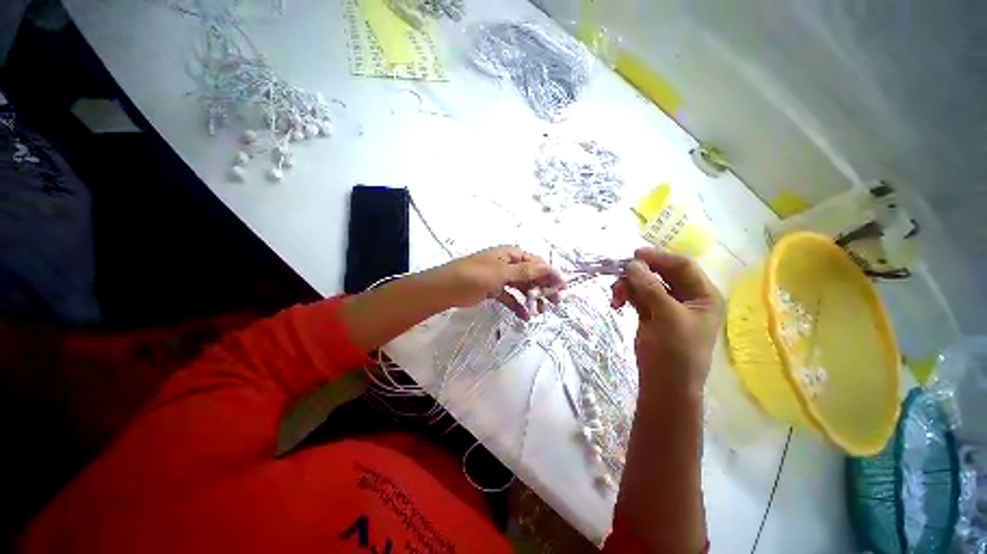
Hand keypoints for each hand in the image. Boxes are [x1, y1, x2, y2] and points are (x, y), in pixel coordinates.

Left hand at [425, 246, 564, 319]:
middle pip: (530, 275)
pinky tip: (524, 316)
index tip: (562, 288)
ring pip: (521, 287)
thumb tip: (549, 267)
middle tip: (554, 304)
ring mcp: (500, 277)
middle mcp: (507, 264)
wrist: (444, 289)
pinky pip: (509, 297)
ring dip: (531, 298)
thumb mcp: (501, 273)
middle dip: (542, 288)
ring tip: (539, 312)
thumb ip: (525, 271)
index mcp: (510, 254)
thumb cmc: (473, 276)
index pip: (536, 262)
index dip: (550, 274)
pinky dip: (517, 305)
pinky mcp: (493, 290)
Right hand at [611, 248, 721, 397]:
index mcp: (703, 296)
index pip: (682, 266)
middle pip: (661, 274)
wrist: (665, 386)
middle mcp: (686, 298)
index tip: (634, 254)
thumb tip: (632, 263)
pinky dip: (626, 296)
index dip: (659, 258)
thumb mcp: (667, 316)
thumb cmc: (676, 352)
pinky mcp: (650, 315)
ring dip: (628, 286)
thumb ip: (650, 288)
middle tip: (618, 273)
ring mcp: (666, 306)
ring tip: (614, 295)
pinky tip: (615, 303)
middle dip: (639, 273)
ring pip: (645, 285)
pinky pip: (637, 297)